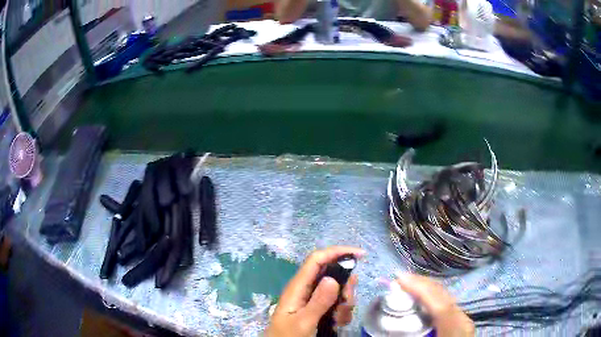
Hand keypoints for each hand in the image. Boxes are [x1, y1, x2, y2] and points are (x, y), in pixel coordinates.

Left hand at [265, 246, 365, 336]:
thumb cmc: (288, 336)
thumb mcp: (303, 322)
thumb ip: (318, 302)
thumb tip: (333, 278)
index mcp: (298, 286)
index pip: (317, 259)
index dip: (338, 252)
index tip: (361, 255)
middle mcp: (306, 289)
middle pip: (332, 274)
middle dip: (346, 286)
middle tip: (346, 302)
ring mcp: (313, 299)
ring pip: (337, 290)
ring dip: (344, 303)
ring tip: (337, 319)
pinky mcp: (318, 309)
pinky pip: (337, 304)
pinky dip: (342, 313)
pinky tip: (336, 324)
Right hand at [397, 274, 474, 336]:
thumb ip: (411, 336)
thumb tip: (390, 331)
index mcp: (455, 331)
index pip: (441, 306)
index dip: (421, 290)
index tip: (400, 279)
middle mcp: (462, 321)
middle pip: (444, 296)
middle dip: (422, 284)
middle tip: (400, 279)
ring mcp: (463, 319)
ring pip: (446, 297)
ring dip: (427, 289)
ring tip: (408, 285)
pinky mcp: (461, 321)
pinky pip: (446, 303)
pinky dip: (433, 297)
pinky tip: (422, 299)